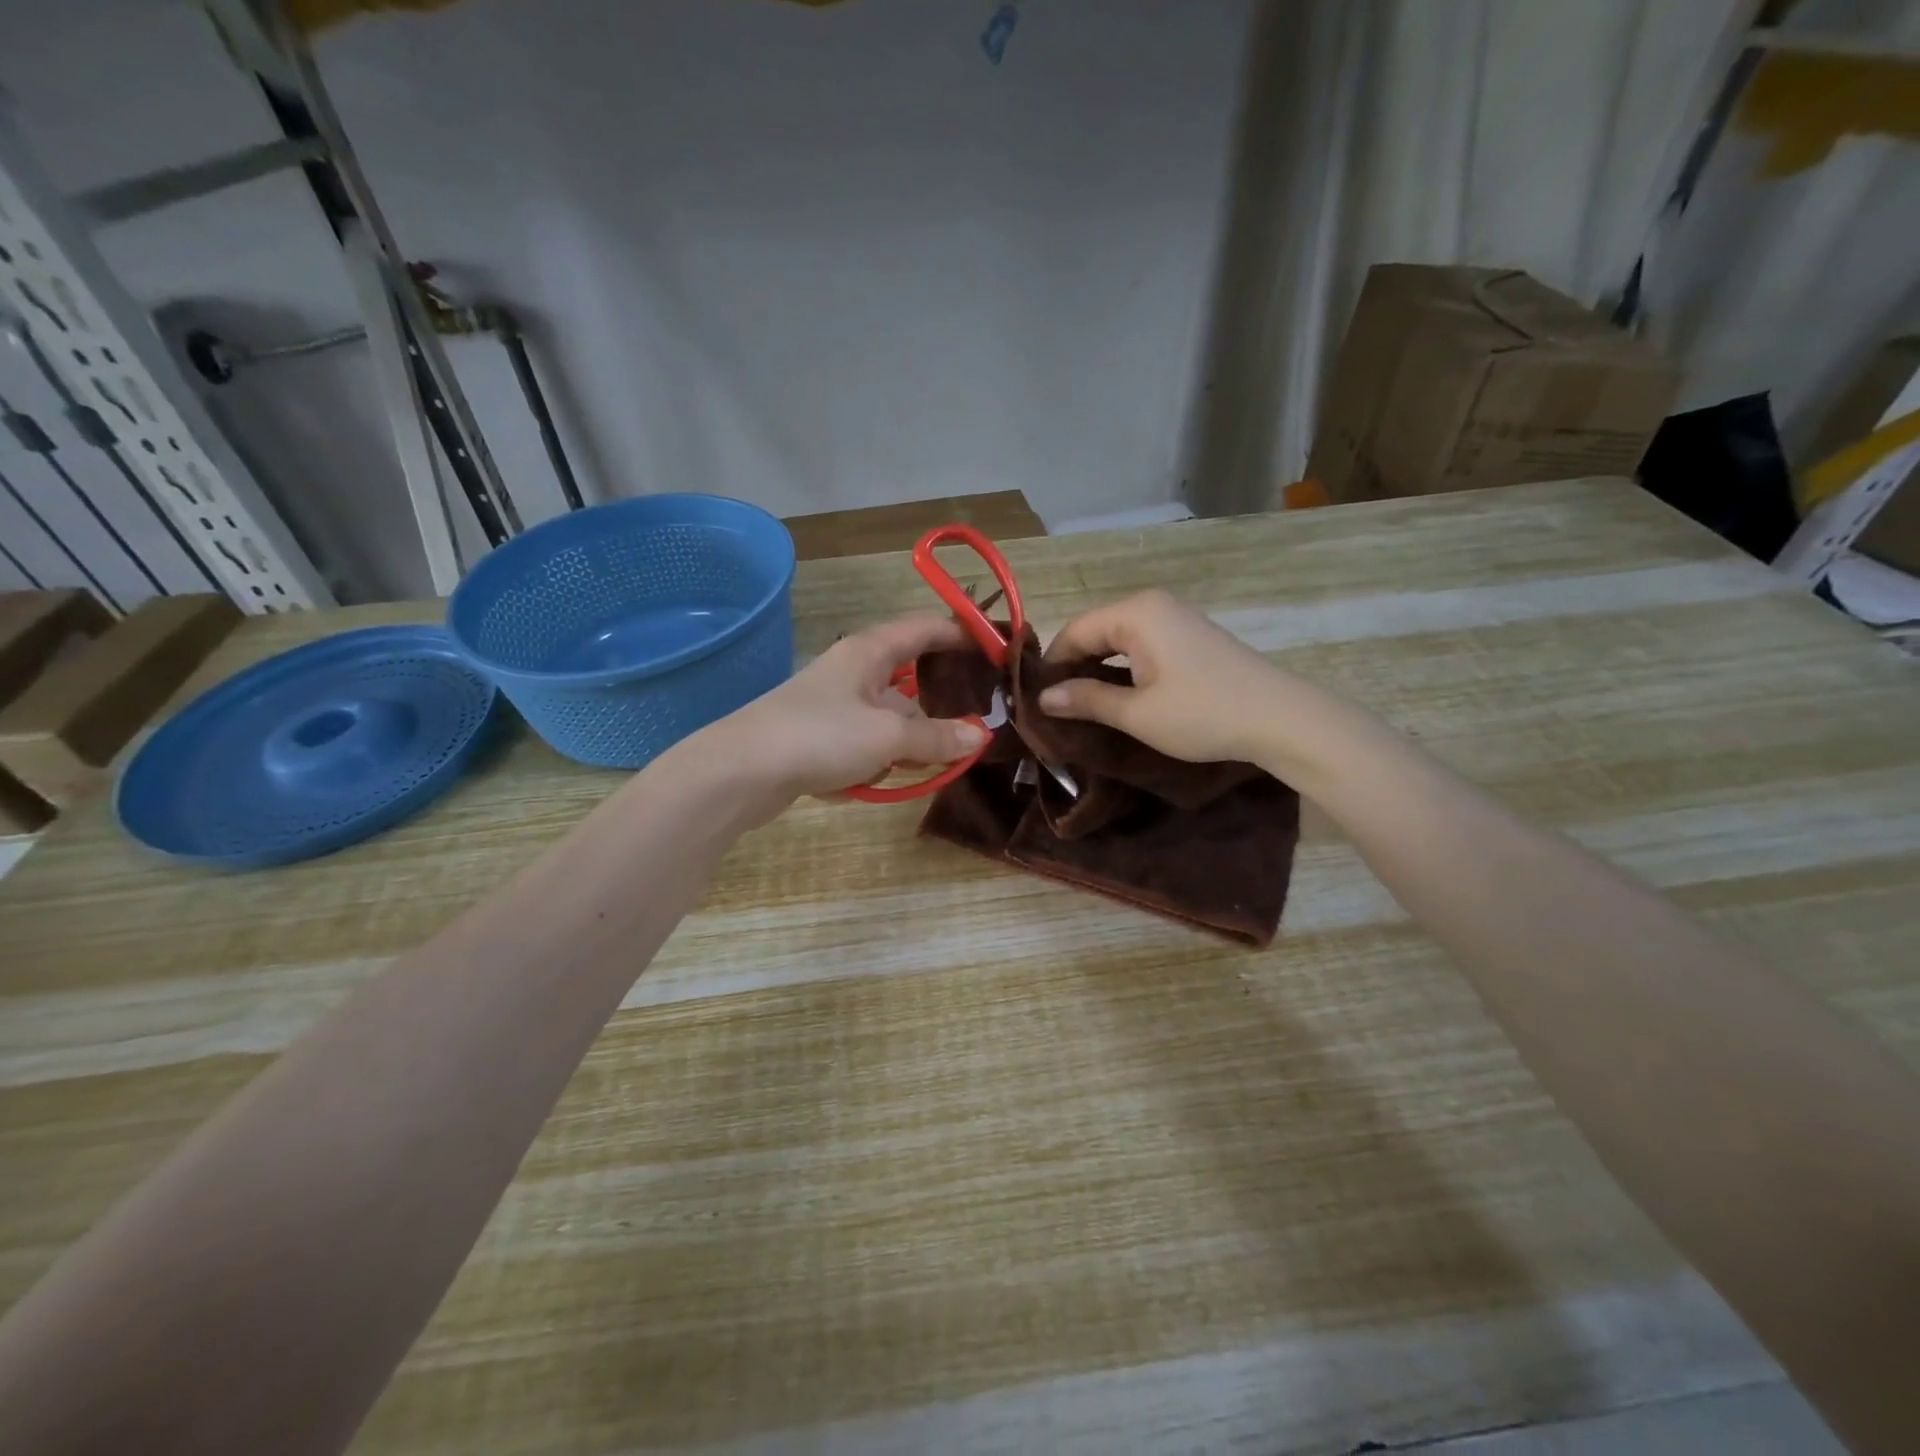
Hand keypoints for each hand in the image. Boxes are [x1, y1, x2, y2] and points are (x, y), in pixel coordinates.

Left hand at [702, 615, 988, 805]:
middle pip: (911, 678)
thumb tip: (980, 736)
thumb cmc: (820, 736)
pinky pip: (869, 740)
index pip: (926, 628)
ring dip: (914, 737)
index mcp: (869, 652)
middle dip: (943, 700)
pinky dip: (886, 756)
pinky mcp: (822, 736)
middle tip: (981, 719)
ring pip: (891, 715)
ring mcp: (836, 705)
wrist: (740, 772)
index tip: (998, 648)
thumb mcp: (888, 737)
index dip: (963, 633)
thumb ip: (936, 738)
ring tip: (941, 761)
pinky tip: (893, 778)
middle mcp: (854, 671)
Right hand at [1038, 589, 1295, 764]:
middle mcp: (1153, 605)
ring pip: (1118, 638)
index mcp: (1136, 613)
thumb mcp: (1137, 713)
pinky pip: (1141, 644)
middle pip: (1095, 630)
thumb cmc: (1203, 714)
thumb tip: (1042, 697)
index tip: (1034, 700)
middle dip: (1073, 666)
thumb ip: (1086, 700)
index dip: (1051, 665)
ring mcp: (1176, 618)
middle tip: (1055, 707)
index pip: (1073, 630)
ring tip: (1082, 705)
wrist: (1281, 719)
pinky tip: (1118, 695)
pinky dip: (1122, 667)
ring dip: (1097, 668)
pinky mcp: (1191, 636)